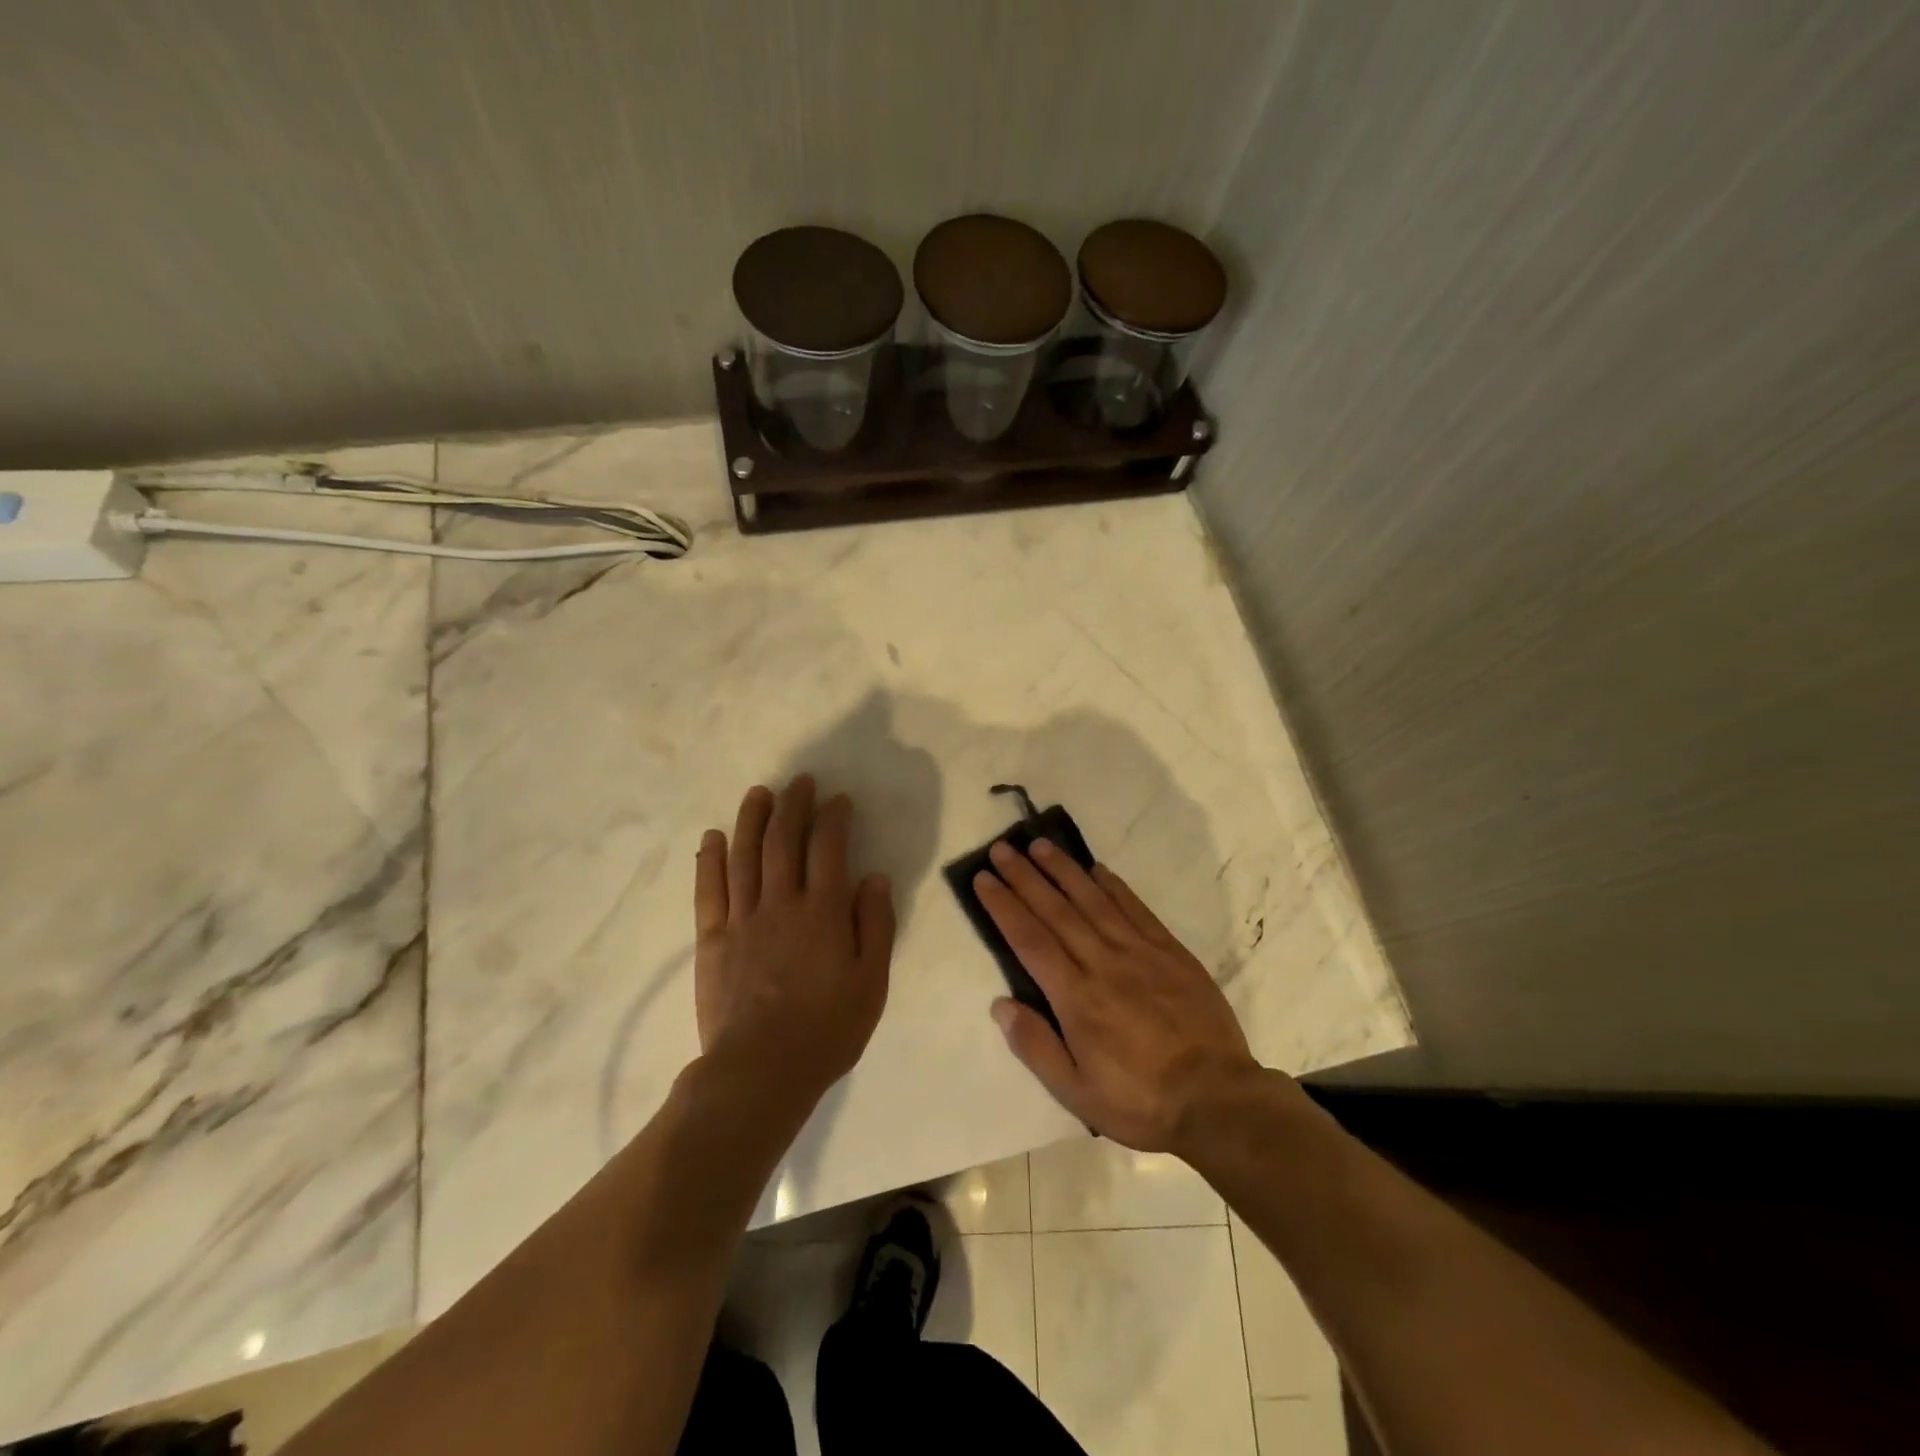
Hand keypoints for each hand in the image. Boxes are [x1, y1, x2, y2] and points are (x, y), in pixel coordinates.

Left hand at [694, 776, 895, 1104]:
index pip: (828, 849)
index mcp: (823, 912)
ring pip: (745, 855)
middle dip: (793, 805)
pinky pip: (709, 890)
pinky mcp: (712, 939)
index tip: (838, 800)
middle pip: (784, 841)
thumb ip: (876, 926)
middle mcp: (781, 903)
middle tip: (799, 781)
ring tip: (758, 793)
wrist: (760, 1071)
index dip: (834, 818)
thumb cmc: (827, 1030)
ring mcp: (742, 919)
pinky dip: (710, 859)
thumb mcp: (871, 983)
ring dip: (752, 819)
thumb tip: (874, 878)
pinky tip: (713, 837)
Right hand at [975, 839, 1260, 1153]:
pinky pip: (1136, 909)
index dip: (1004, 906)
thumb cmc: (1140, 1101)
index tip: (984, 879)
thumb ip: (1036, 1046)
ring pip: (1094, 901)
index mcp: (1076, 998)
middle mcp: (1103, 963)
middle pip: (1056, 911)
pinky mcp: (1170, 952)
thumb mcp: (1077, 1093)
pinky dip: (1114, 886)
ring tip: (1041, 845)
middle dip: (1025, 877)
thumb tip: (1000, 1004)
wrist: (1217, 1098)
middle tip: (1002, 848)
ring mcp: (1140, 953)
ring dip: (1064, 870)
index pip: (1030, 940)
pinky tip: (1098, 869)